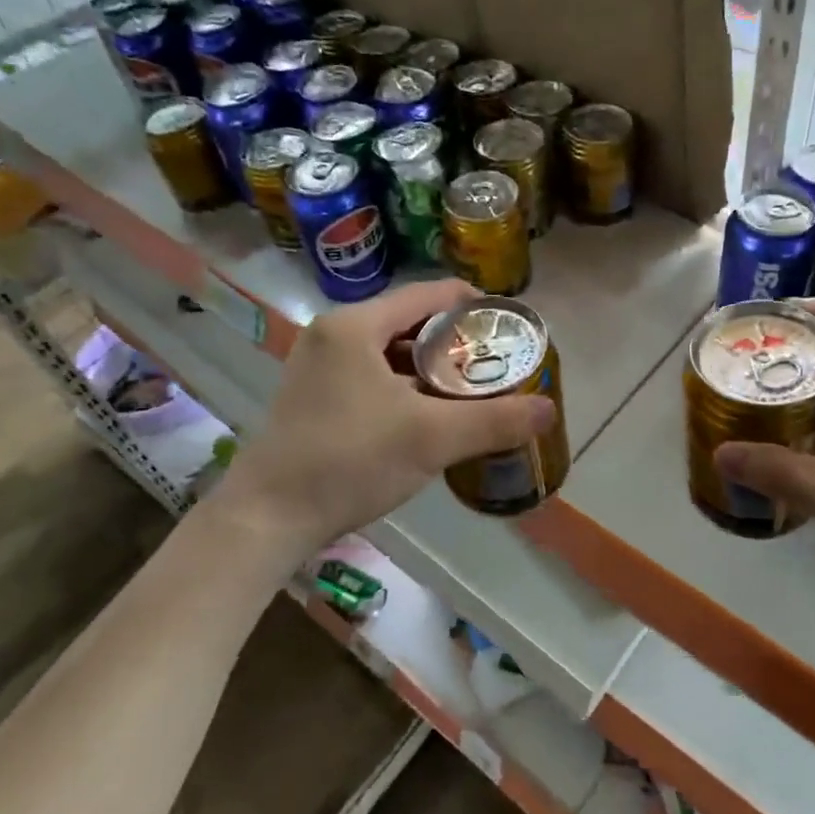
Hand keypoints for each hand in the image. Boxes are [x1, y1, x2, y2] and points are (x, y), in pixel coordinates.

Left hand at [214, 280, 555, 550]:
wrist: (266, 518)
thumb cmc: (349, 461)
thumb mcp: (431, 438)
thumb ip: (494, 420)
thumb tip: (549, 410)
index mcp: (355, 326)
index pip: (429, 295)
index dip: (473, 305)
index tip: (508, 326)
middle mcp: (332, 335)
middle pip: (409, 323)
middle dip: (455, 344)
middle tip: (496, 365)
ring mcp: (317, 367)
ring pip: (389, 353)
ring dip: (430, 369)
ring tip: (471, 390)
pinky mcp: (313, 398)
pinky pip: (371, 378)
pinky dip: (405, 388)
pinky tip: (429, 417)